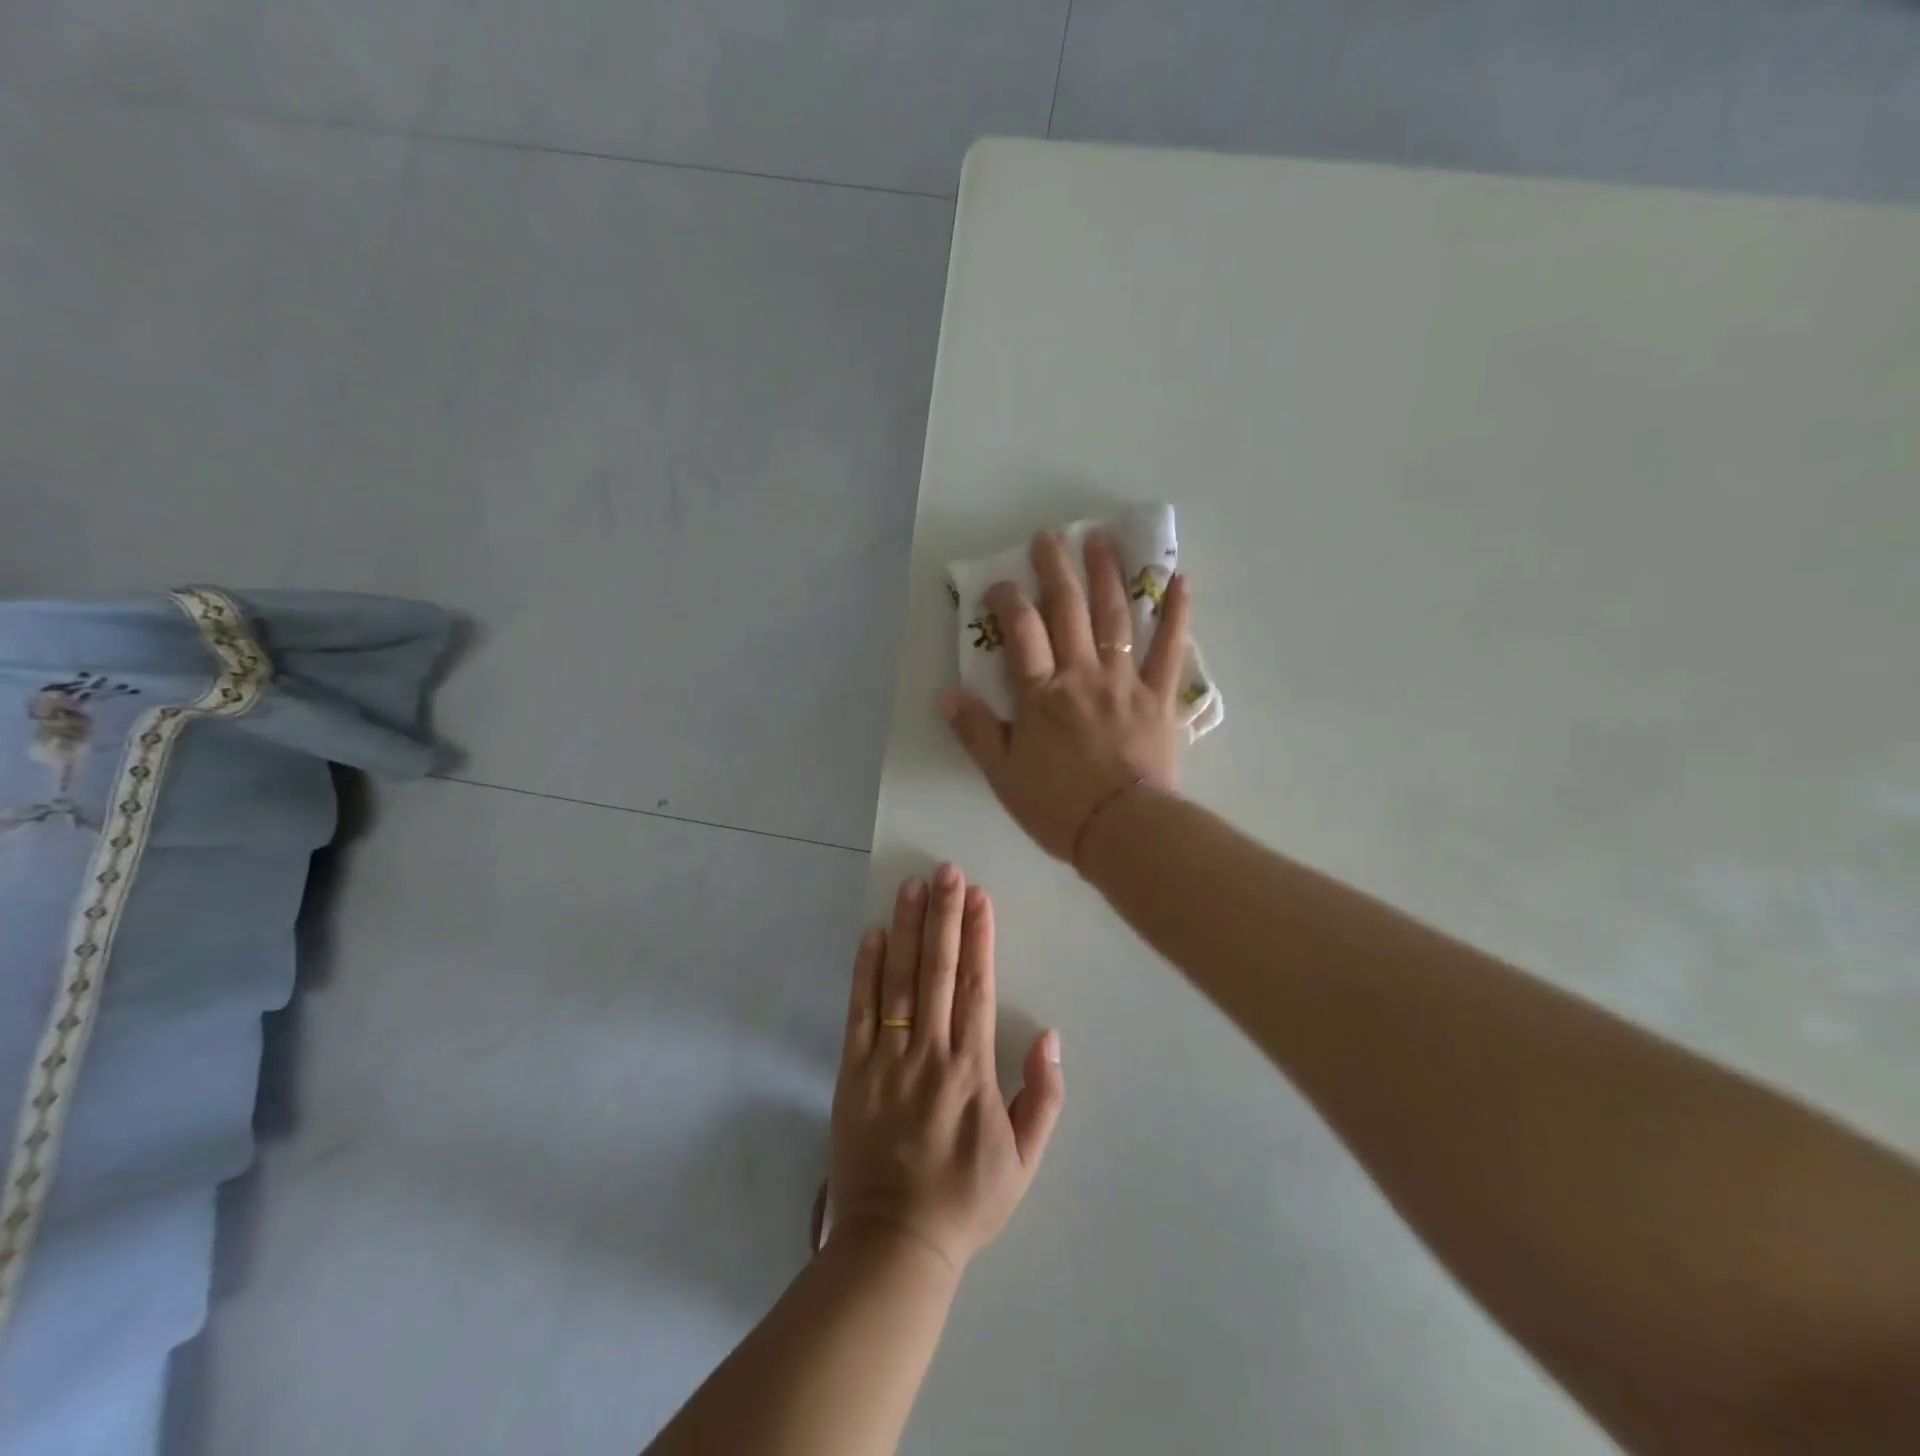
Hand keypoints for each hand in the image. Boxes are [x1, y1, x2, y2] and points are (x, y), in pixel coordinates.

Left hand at [829, 865, 1064, 1274]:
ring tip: (912, 886)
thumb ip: (1044, 1097)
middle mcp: (929, 1053)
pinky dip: (865, 971)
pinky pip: (859, 1012)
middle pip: (938, 971)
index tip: (980, 897)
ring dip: (907, 930)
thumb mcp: (1025, 1161)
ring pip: (899, 981)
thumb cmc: (965, 1199)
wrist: (895, 1243)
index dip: (979, 937)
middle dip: (944, 916)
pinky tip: (872, 935)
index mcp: (972, 1069)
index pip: (977, 987)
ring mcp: (887, 1059)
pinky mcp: (852, 1071)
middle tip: (947, 871)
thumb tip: (1051, 1036)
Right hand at [939, 529, 1190, 862]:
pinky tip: (1179, 580)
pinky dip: (1176, 614)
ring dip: (1107, 575)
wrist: (1123, 831)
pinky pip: (1170, 650)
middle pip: (1067, 611)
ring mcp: (1125, 681)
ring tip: (1101, 539)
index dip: (1007, 601)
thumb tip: (946, 694)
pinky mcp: (1159, 696)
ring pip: (1115, 618)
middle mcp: (1082, 675)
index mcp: (1042, 695)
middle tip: (1049, 536)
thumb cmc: (1058, 806)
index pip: (1021, 633)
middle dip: (1055, 569)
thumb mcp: (1003, 775)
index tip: (998, 584)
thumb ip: (976, 731)